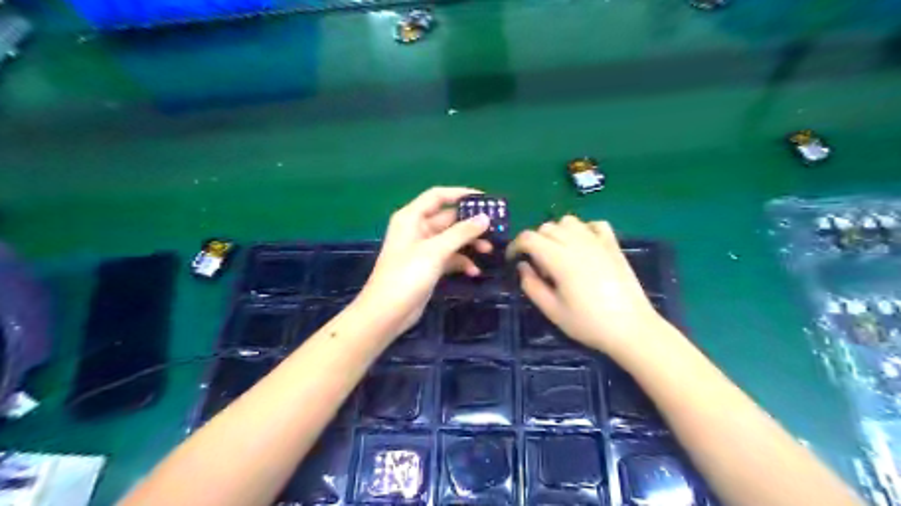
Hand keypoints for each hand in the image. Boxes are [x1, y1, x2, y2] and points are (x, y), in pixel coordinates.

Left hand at [362, 186, 490, 336]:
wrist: (387, 312)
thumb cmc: (407, 275)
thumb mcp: (435, 251)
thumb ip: (461, 232)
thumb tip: (485, 218)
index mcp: (412, 217)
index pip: (438, 196)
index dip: (461, 194)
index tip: (485, 199)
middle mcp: (417, 229)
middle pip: (448, 218)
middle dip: (470, 224)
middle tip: (494, 228)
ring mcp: (423, 249)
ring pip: (451, 239)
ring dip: (469, 243)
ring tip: (488, 250)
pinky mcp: (428, 266)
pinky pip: (449, 257)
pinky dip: (461, 262)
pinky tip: (474, 271)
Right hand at [506, 217, 666, 356]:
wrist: (631, 328)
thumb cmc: (588, 323)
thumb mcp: (552, 311)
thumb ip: (531, 286)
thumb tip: (523, 266)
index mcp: (559, 259)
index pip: (529, 238)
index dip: (516, 246)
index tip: (513, 260)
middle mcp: (577, 243)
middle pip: (546, 227)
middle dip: (535, 241)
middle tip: (538, 265)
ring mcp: (597, 241)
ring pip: (568, 221)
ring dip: (557, 232)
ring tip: (558, 253)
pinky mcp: (613, 245)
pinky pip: (594, 224)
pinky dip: (583, 229)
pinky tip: (583, 246)